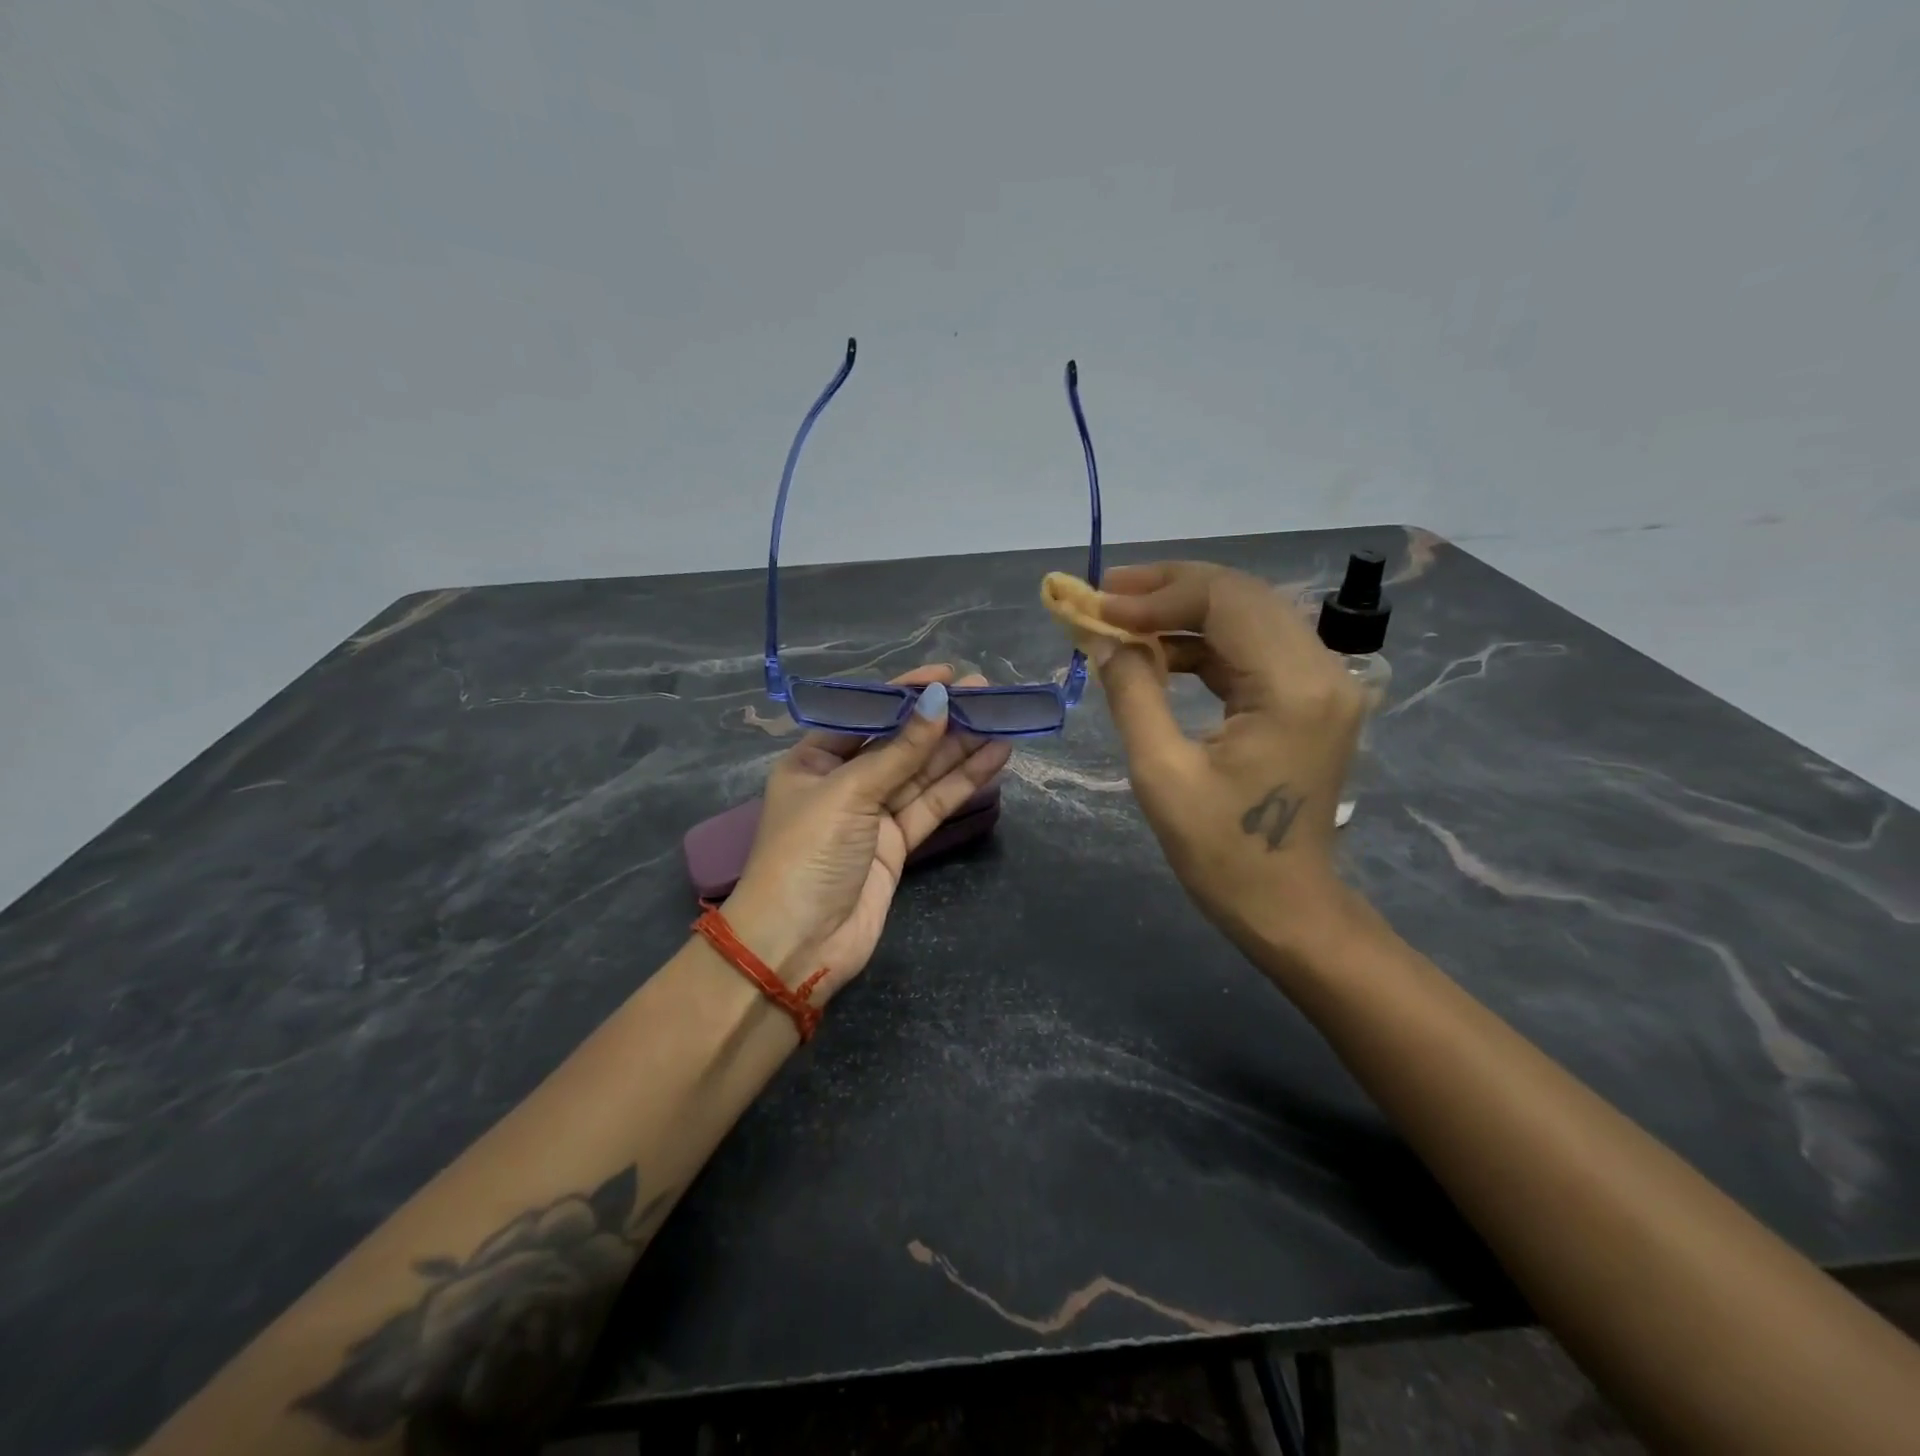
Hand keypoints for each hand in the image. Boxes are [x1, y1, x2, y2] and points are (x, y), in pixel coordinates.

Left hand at [725, 665, 1011, 1001]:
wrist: (797, 946)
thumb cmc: (806, 855)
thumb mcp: (848, 793)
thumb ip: (899, 751)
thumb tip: (940, 701)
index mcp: (814, 760)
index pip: (866, 714)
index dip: (905, 693)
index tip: (946, 675)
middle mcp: (844, 782)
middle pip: (900, 742)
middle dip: (941, 718)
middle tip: (987, 693)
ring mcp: (873, 815)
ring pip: (922, 773)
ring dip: (960, 747)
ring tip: (1001, 718)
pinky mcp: (897, 845)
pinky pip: (932, 804)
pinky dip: (962, 782)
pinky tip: (994, 757)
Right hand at [1089, 562, 1367, 958]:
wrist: (1287, 907)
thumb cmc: (1221, 852)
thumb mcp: (1161, 772)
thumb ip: (1132, 692)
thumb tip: (1102, 638)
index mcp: (1292, 687)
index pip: (1225, 602)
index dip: (1157, 595)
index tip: (1098, 604)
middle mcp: (1322, 670)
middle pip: (1242, 596)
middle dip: (1170, 589)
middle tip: (1107, 595)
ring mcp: (1324, 682)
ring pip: (1249, 615)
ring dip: (1186, 611)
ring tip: (1124, 616)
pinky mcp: (1312, 698)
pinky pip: (1255, 648)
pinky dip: (1205, 642)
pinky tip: (1161, 651)